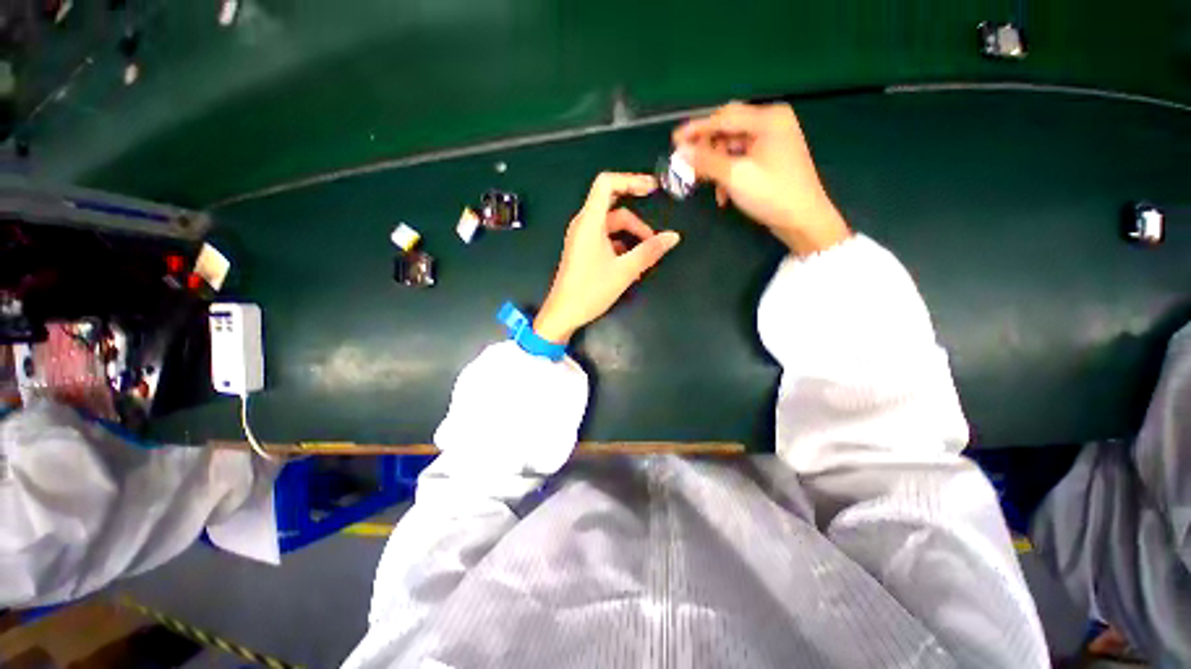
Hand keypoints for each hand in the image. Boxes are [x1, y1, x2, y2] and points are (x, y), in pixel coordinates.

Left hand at [534, 173, 680, 343]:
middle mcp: (584, 225)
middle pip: (614, 209)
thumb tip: (673, 237)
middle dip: (637, 223)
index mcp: (590, 222)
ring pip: (611, 228)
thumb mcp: (624, 271)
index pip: (606, 183)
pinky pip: (605, 240)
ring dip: (630, 239)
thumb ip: (649, 251)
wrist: (563, 314)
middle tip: (655, 239)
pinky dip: (620, 248)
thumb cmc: (590, 290)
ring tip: (645, 260)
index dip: (631, 180)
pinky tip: (631, 267)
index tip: (652, 189)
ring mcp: (582, 239)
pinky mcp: (582, 251)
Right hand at [673, 102, 850, 255]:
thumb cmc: (771, 194)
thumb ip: (706, 161)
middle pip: (728, 129)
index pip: (723, 117)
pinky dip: (729, 173)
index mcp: (768, 119)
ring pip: (732, 147)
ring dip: (717, 166)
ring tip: (708, 187)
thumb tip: (681, 153)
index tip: (674, 140)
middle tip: (687, 164)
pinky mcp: (771, 158)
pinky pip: (741, 159)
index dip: (696, 129)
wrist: (803, 220)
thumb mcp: (735, 176)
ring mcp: (773, 141)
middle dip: (706, 149)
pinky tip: (724, 194)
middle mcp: (771, 123)